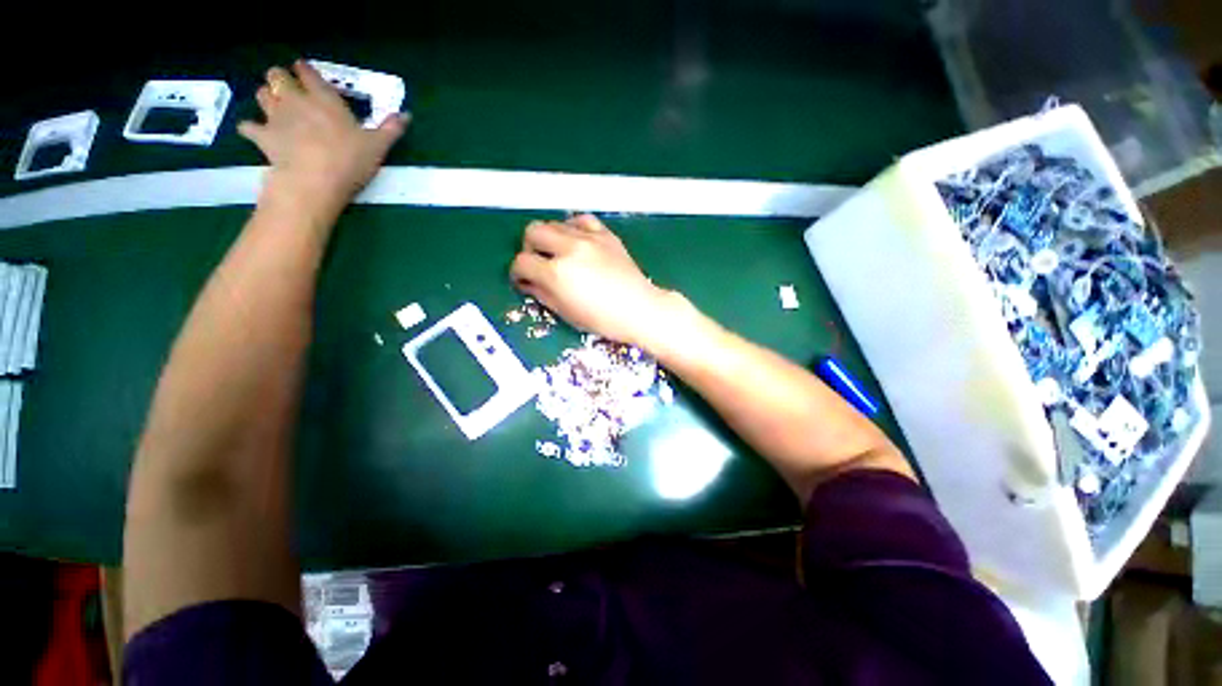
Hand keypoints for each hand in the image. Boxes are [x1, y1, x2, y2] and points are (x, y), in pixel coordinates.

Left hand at [238, 61, 408, 219]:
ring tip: (274, 107)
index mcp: (323, 98)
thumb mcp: (378, 145)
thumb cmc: (349, 160)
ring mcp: (275, 117)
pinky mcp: (262, 137)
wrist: (314, 181)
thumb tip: (407, 114)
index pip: (307, 72)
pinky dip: (250, 128)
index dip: (305, 70)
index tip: (305, 72)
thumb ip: (391, 128)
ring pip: (261, 95)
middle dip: (280, 79)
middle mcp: (295, 100)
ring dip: (266, 97)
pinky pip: (248, 127)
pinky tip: (255, 132)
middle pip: (277, 76)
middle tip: (288, 89)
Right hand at [510, 214, 678, 347]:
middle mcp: (569, 248)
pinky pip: (581, 219)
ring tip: (559, 254)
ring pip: (554, 222)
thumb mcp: (566, 313)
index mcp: (557, 273)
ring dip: (550, 238)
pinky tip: (577, 241)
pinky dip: (573, 228)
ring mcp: (589, 238)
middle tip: (539, 263)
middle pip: (533, 231)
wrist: (640, 309)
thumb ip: (541, 294)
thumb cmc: (602, 319)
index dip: (518, 272)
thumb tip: (527, 282)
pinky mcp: (606, 235)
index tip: (524, 280)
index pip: (522, 262)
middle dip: (529, 248)